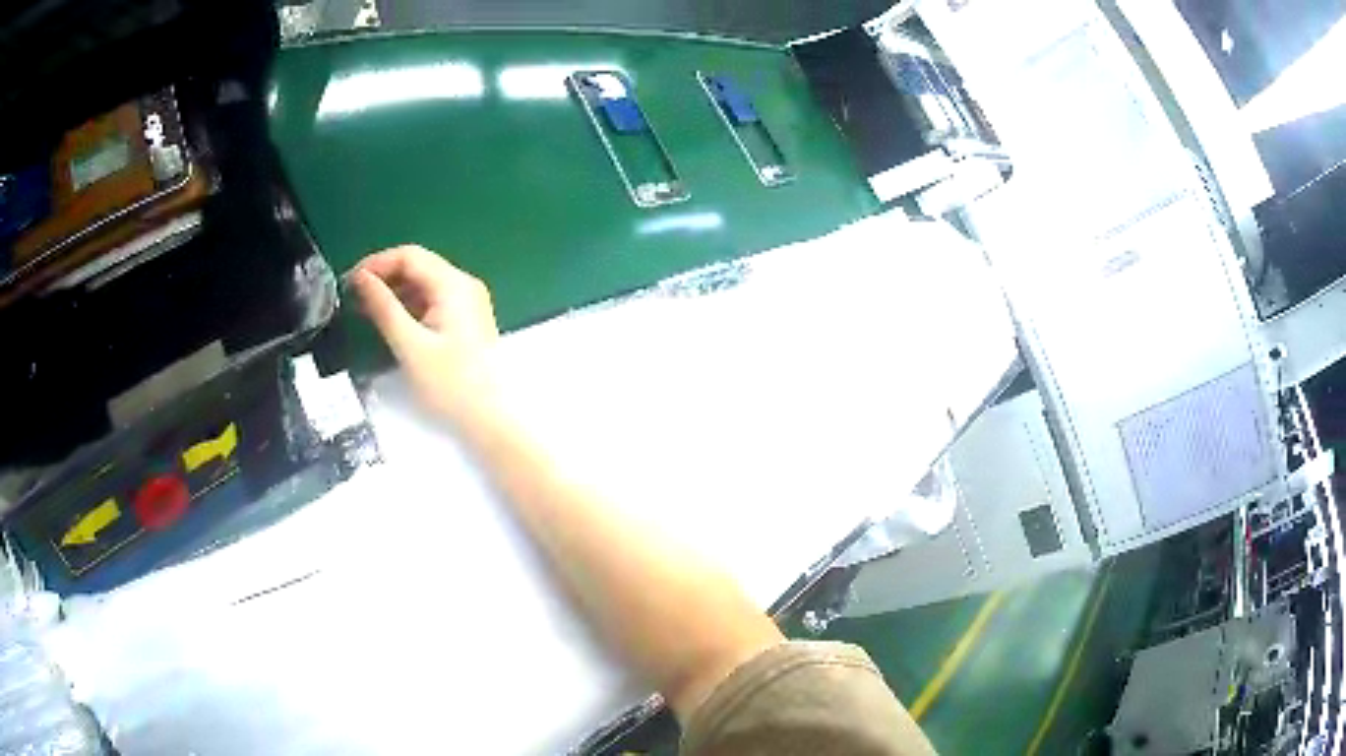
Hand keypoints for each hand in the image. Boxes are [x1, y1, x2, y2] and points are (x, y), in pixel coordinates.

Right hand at [350, 245, 499, 420]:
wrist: (493, 421)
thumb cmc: (451, 385)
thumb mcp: (410, 345)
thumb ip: (383, 308)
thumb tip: (360, 278)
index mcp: (453, 284)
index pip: (409, 255)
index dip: (376, 263)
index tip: (349, 281)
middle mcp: (464, 285)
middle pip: (418, 266)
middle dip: (384, 277)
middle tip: (353, 297)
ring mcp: (468, 303)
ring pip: (424, 284)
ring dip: (394, 292)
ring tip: (364, 310)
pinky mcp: (466, 322)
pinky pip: (432, 301)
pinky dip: (409, 306)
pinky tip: (389, 321)